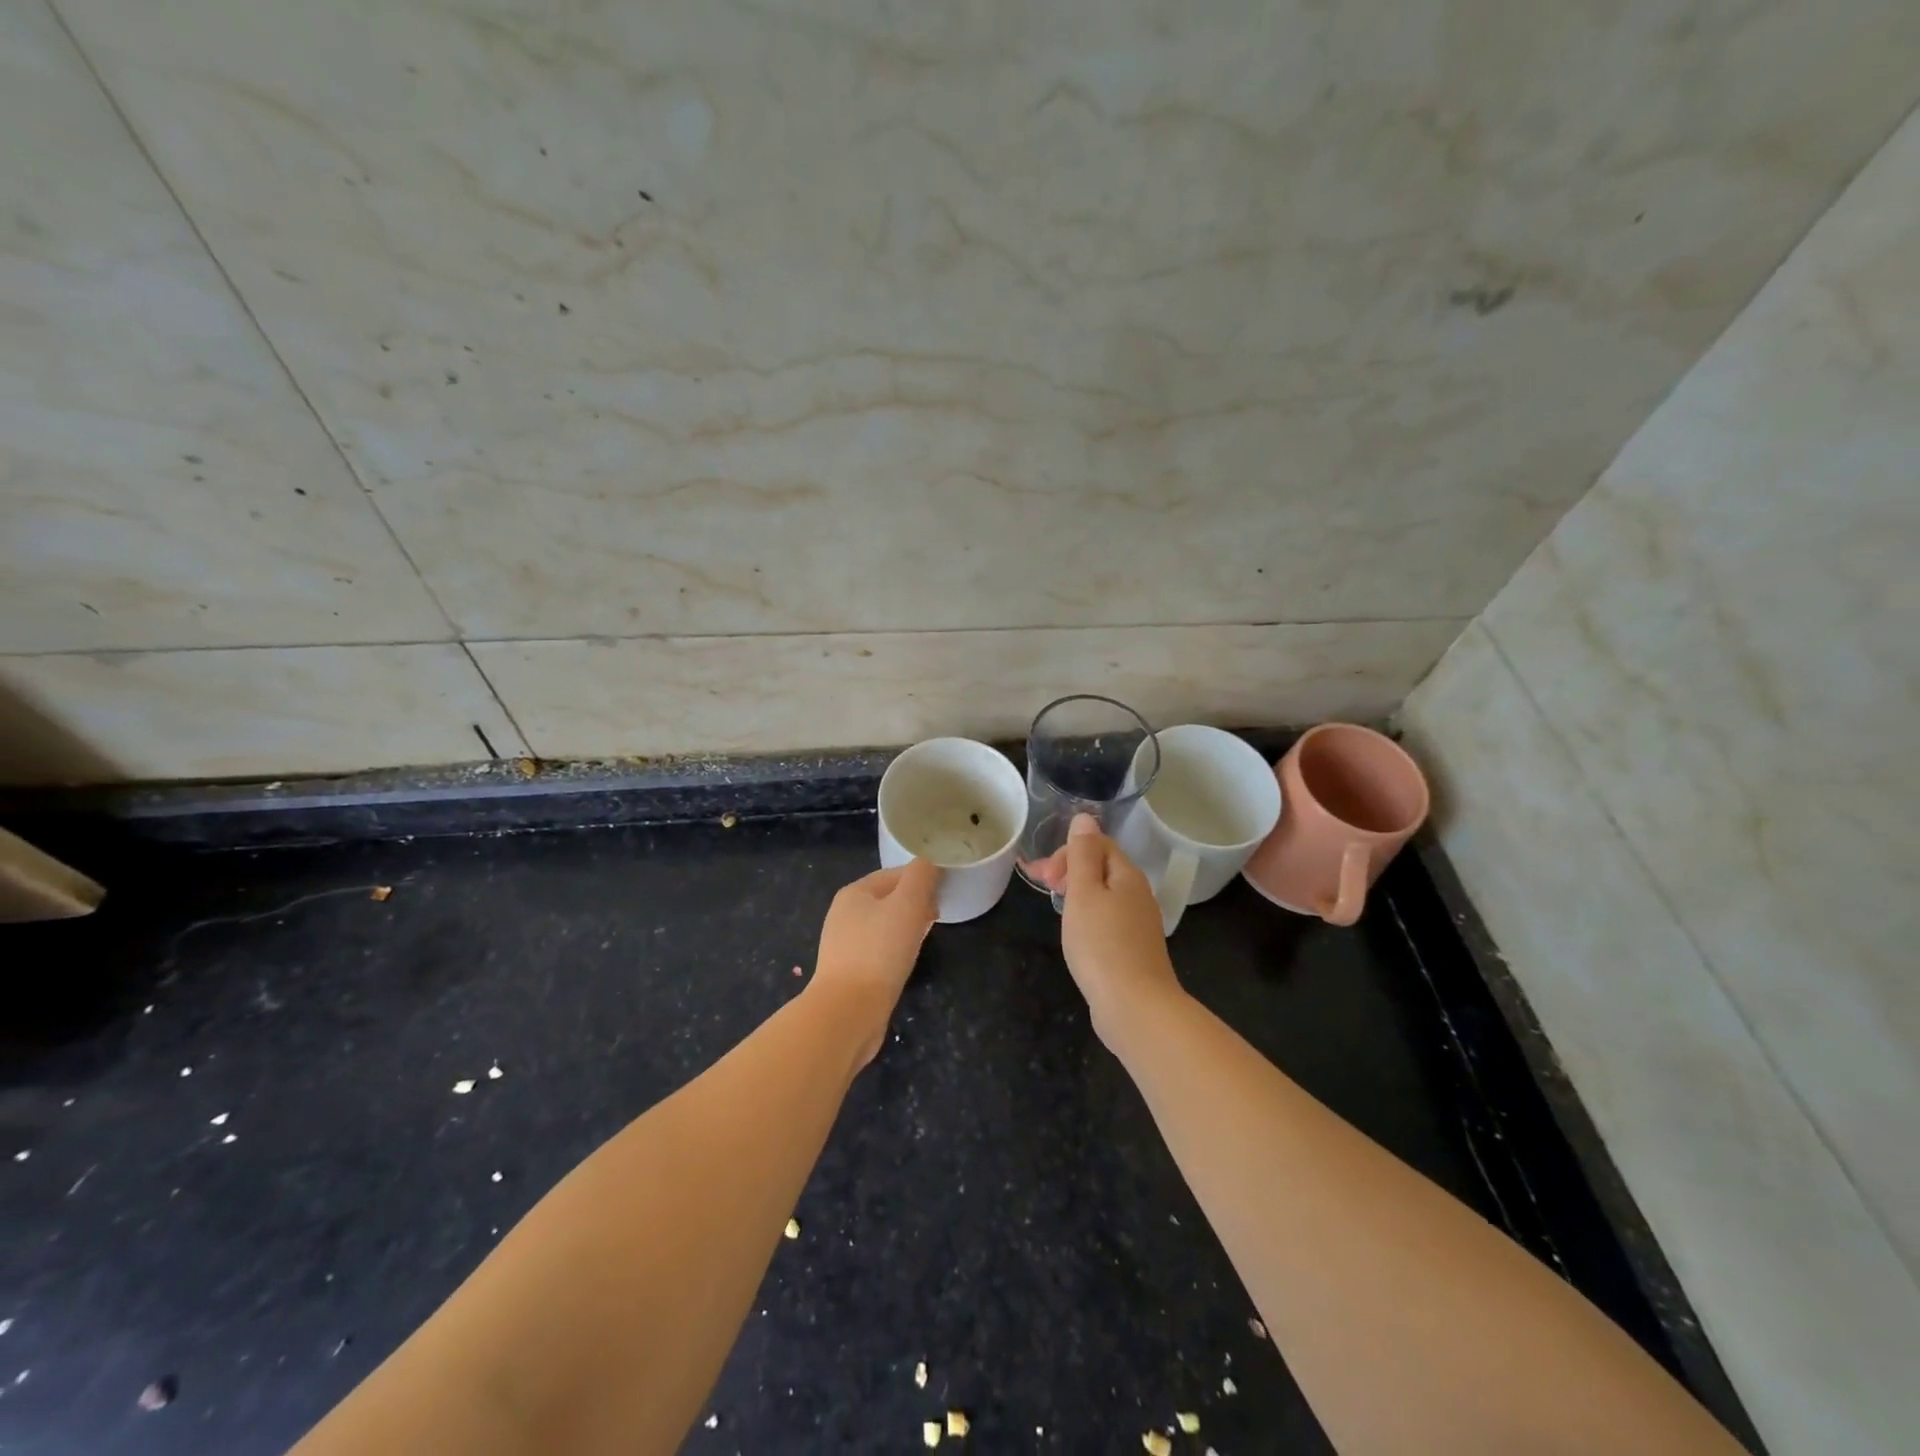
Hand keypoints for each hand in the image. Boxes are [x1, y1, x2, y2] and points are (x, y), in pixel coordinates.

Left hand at [810, 858, 939, 1066]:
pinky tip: (905, 963)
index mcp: (854, 892)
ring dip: (907, 928)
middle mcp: (844, 914)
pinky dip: (895, 950)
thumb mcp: (908, 904)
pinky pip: (878, 950)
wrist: (848, 1012)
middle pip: (888, 899)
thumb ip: (921, 876)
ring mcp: (843, 944)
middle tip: (936, 918)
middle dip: (915, 904)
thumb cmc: (880, 951)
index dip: (922, 880)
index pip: (895, 874)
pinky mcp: (848, 971)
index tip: (942, 897)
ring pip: (884, 926)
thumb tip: (929, 864)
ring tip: (924, 940)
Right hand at [1026, 814, 1181, 1046]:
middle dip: (1069, 869)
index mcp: (1127, 875)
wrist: (1135, 1007)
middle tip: (1042, 886)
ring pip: (1105, 894)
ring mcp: (1139, 923)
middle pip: (1102, 867)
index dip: (1067, 851)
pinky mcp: (1134, 949)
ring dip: (1077, 892)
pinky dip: (1088, 916)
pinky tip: (1077, 933)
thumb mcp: (1084, 893)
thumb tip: (1085, 817)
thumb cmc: (1102, 945)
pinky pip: (1108, 918)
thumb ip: (1083, 854)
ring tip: (1055, 906)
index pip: (1098, 844)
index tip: (1043, 875)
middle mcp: (1139, 894)